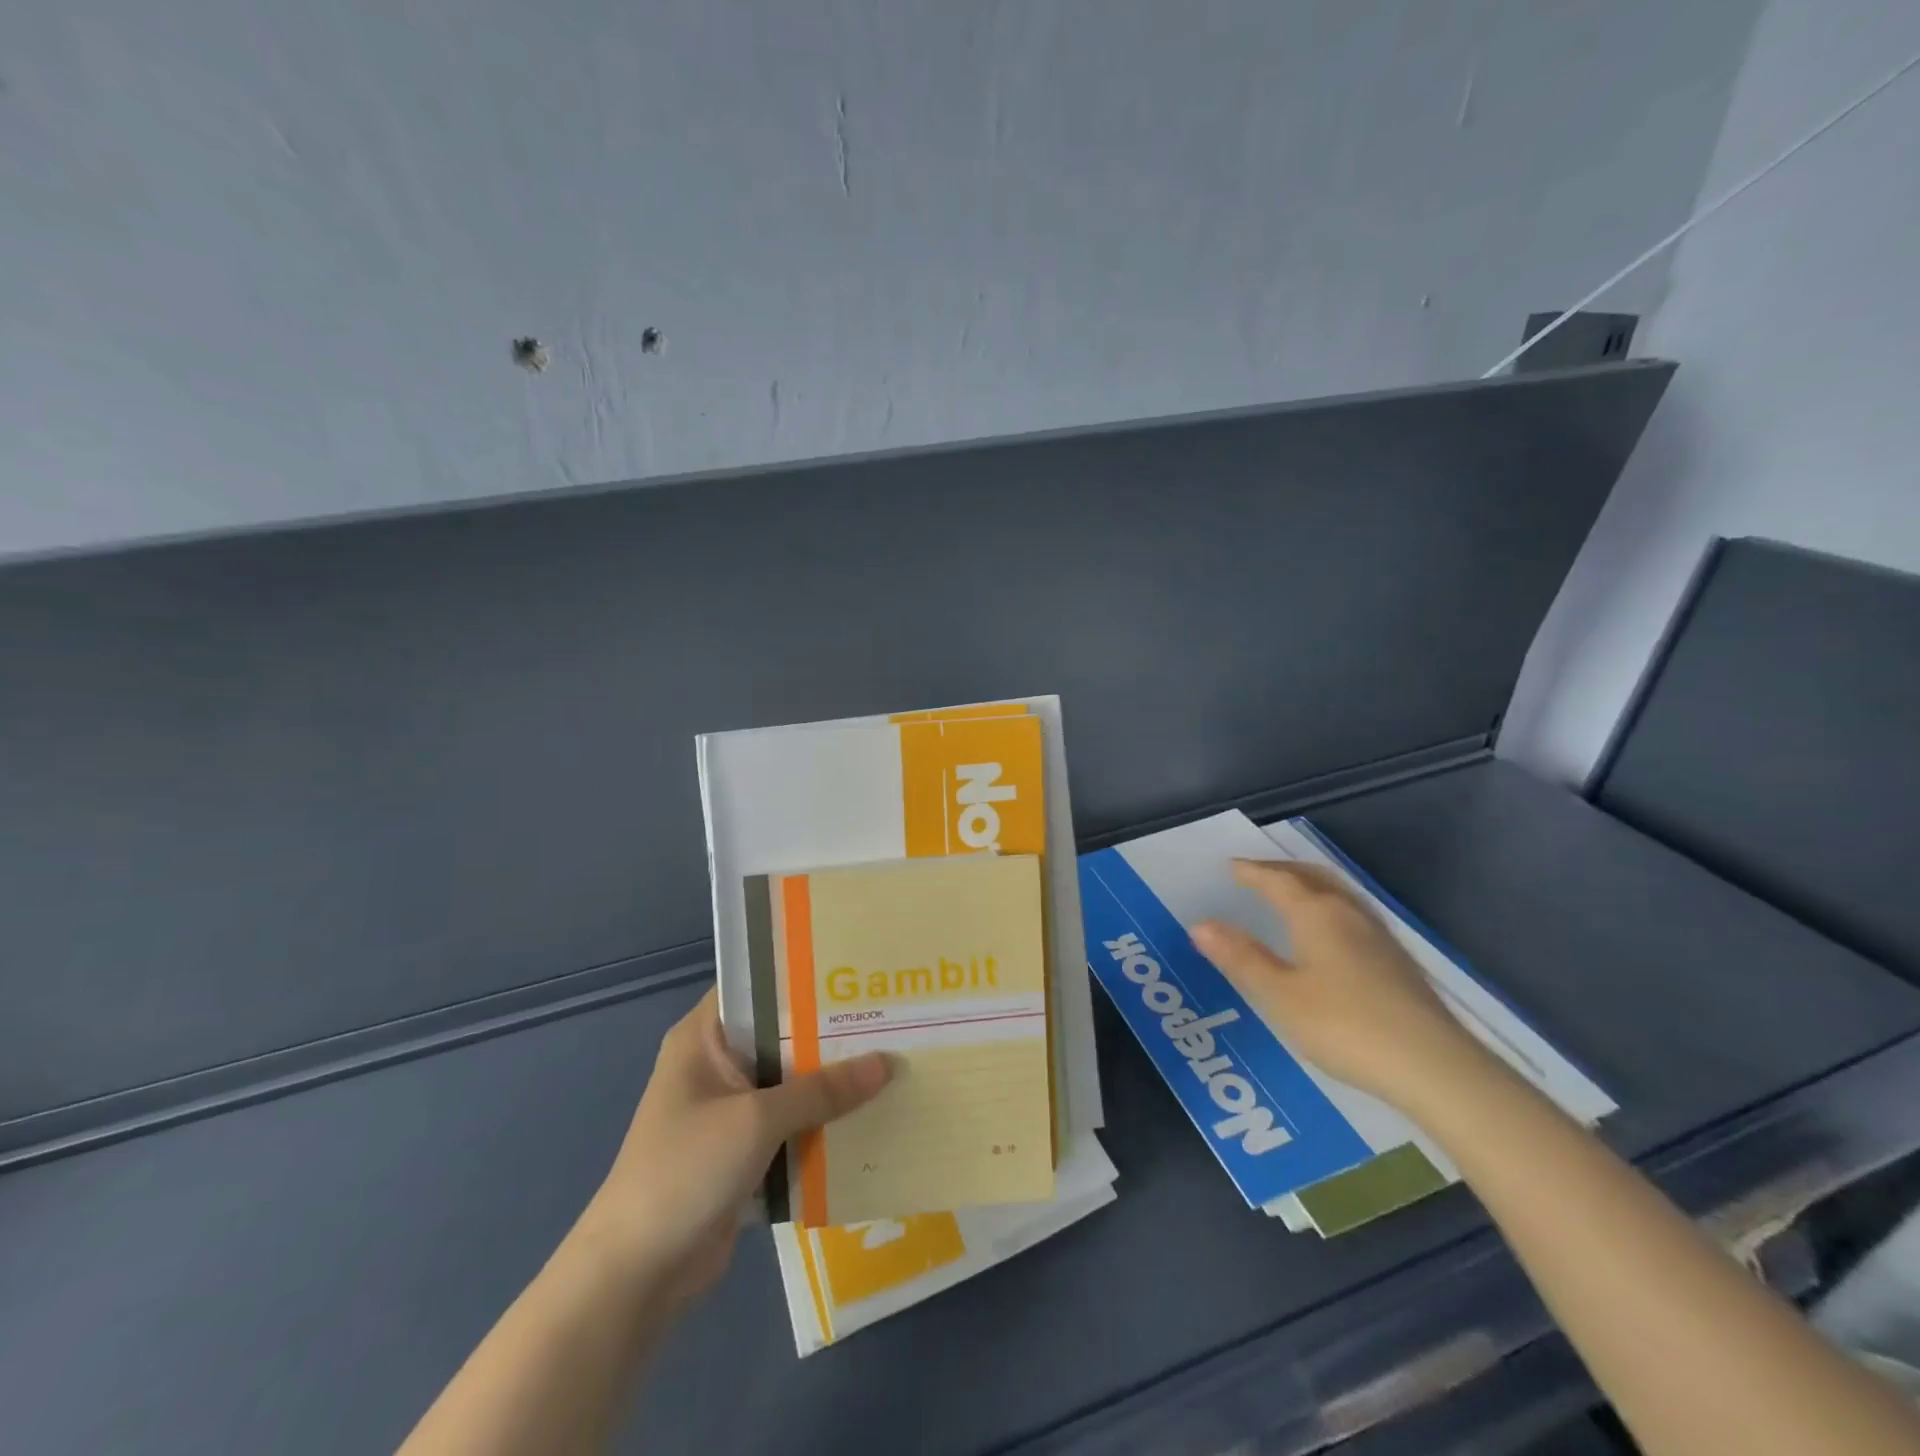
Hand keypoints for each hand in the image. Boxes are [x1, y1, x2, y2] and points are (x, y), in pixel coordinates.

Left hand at [571, 988, 889, 1306]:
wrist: (636, 1276)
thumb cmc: (686, 1171)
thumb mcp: (757, 1121)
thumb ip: (823, 1090)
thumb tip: (888, 1062)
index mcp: (704, 1038)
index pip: (758, 987)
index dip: (804, 976)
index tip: (856, 972)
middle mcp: (717, 1065)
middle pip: (783, 1036)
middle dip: (831, 1032)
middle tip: (890, 1015)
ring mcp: (729, 1110)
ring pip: (791, 1083)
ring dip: (832, 1082)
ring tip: (894, 1058)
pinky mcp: (742, 1151)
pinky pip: (791, 1124)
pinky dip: (822, 1123)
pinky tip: (871, 1115)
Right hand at [1190, 859, 1488, 1112]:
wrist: (1435, 1068)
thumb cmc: (1345, 1026)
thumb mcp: (1280, 995)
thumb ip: (1241, 958)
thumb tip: (1200, 924)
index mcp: (1316, 915)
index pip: (1278, 881)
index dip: (1251, 872)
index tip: (1230, 867)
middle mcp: (1349, 914)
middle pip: (1312, 877)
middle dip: (1281, 870)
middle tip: (1256, 873)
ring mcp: (1379, 937)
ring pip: (1337, 894)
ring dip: (1308, 885)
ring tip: (1289, 894)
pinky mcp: (1398, 962)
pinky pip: (1353, 914)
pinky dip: (1328, 907)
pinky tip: (1329, 934)